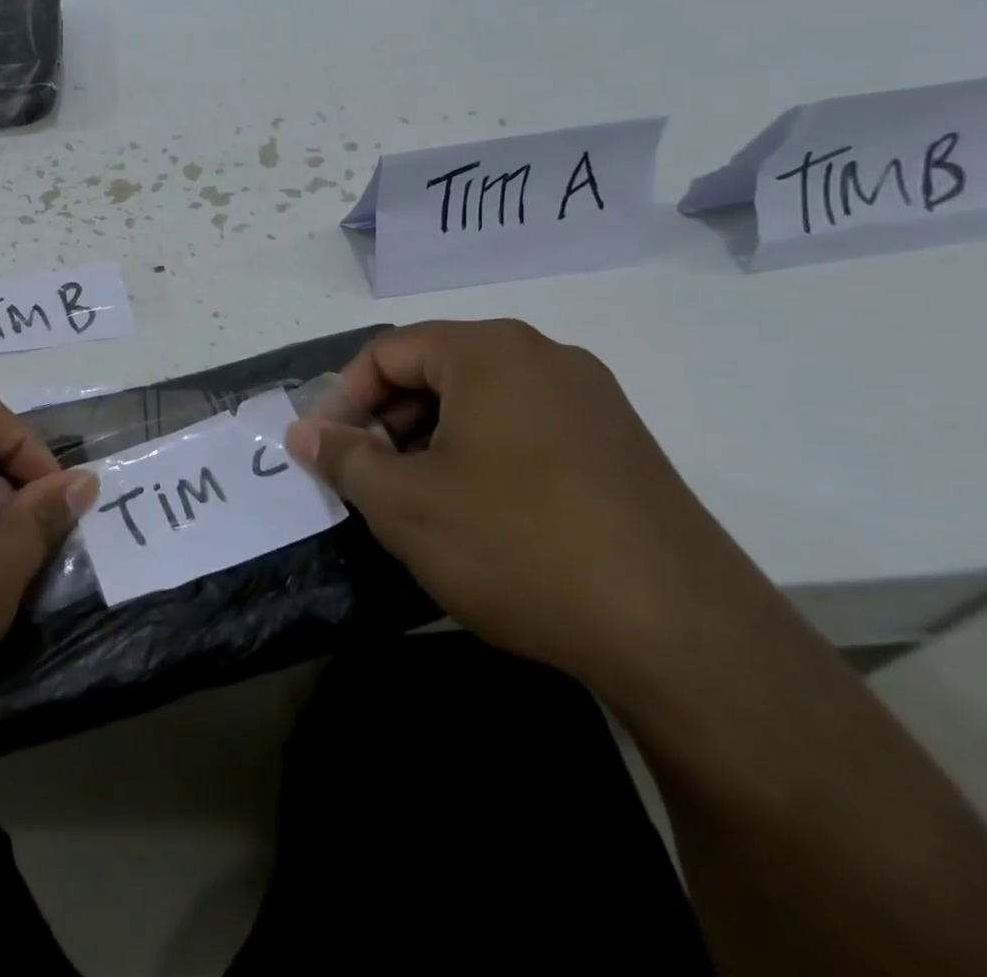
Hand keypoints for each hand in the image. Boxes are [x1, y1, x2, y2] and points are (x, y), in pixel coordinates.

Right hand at [286, 319, 771, 700]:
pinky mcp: (620, 445)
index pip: (388, 352)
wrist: (682, 633)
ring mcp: (591, 400)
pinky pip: (525, 428)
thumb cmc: (518, 545)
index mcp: (489, 352)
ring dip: (432, 440)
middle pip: (435, 370)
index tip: (323, 450)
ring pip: (480, 401)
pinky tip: (478, 513)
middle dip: (387, 420)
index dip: (342, 398)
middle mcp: (544, 357)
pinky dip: (481, 455)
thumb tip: (304, 431)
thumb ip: (343, 457)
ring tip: (416, 499)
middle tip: (366, 477)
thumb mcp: (405, 504)